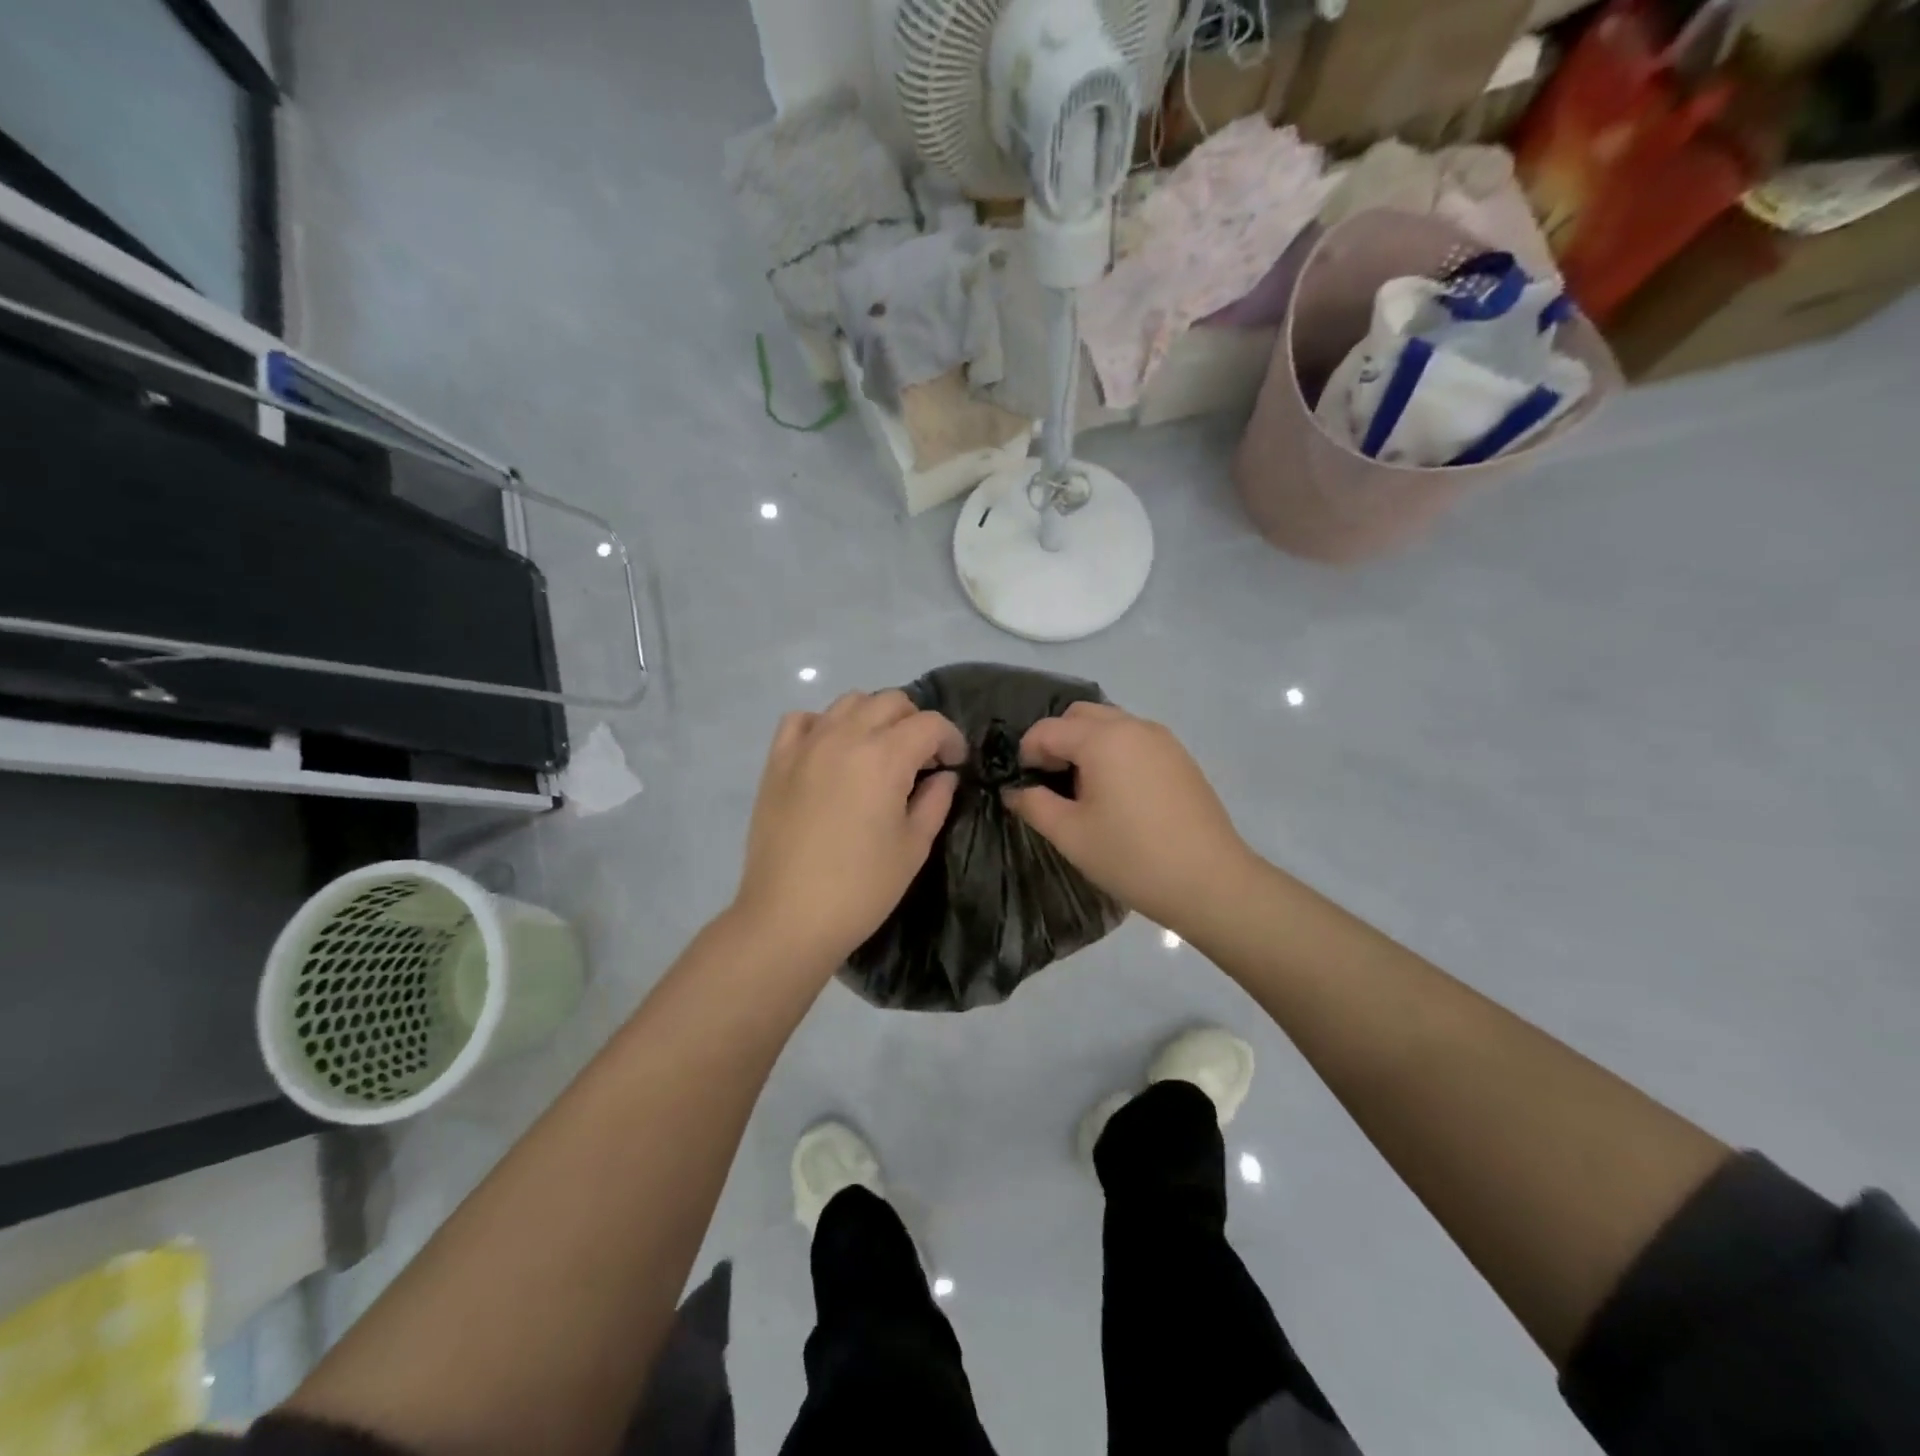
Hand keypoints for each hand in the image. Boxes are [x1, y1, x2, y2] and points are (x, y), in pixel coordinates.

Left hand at [732, 690, 965, 970]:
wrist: (788, 916)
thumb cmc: (861, 887)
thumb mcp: (913, 846)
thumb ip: (935, 800)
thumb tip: (943, 775)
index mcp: (885, 757)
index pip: (930, 723)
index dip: (951, 739)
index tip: (955, 764)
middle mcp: (845, 736)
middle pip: (891, 701)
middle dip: (916, 723)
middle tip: (922, 760)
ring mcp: (807, 744)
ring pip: (850, 701)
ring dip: (874, 717)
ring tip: (879, 753)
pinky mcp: (777, 760)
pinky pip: (803, 719)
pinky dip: (825, 724)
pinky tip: (832, 751)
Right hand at [1003, 702, 1257, 936]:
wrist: (1210, 882)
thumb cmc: (1131, 857)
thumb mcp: (1070, 834)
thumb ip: (1034, 804)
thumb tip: (1015, 790)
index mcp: (1102, 739)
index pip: (1048, 729)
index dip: (1027, 753)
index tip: (1024, 785)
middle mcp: (1133, 726)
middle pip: (1080, 715)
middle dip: (1057, 740)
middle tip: (1051, 781)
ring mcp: (1162, 739)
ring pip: (1110, 724)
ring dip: (1087, 744)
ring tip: (1084, 790)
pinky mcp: (1180, 757)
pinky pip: (1135, 739)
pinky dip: (1114, 752)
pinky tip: (1118, 794)